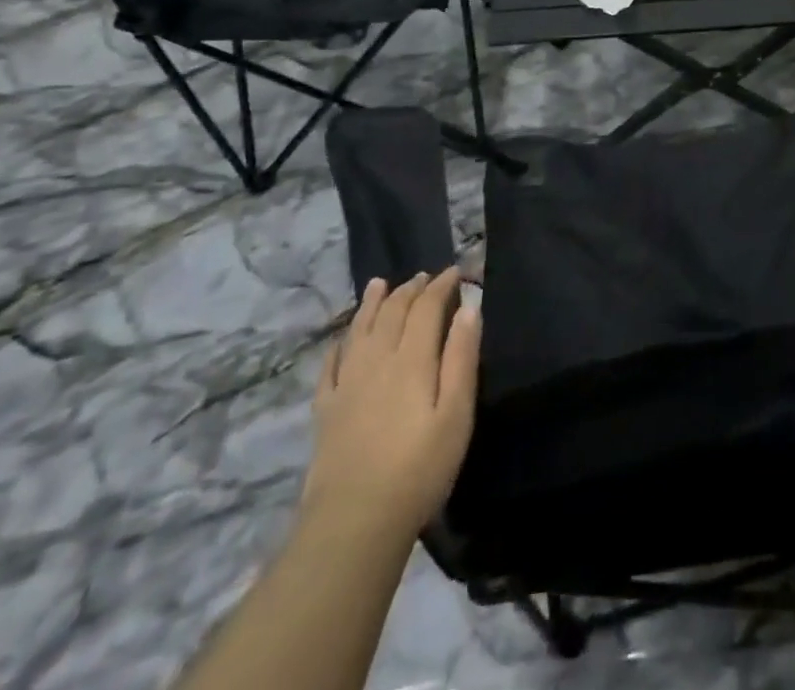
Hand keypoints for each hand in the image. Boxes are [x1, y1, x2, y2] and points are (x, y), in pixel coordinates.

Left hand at [302, 269, 479, 536]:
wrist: (354, 523)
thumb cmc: (419, 468)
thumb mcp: (456, 413)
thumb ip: (461, 357)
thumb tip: (469, 307)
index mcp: (411, 359)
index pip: (426, 308)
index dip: (441, 286)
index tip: (456, 272)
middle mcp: (376, 361)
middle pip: (392, 313)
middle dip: (410, 290)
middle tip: (424, 276)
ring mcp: (346, 385)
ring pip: (359, 331)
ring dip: (372, 304)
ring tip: (379, 284)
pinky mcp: (325, 411)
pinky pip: (330, 366)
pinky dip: (339, 345)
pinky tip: (341, 341)